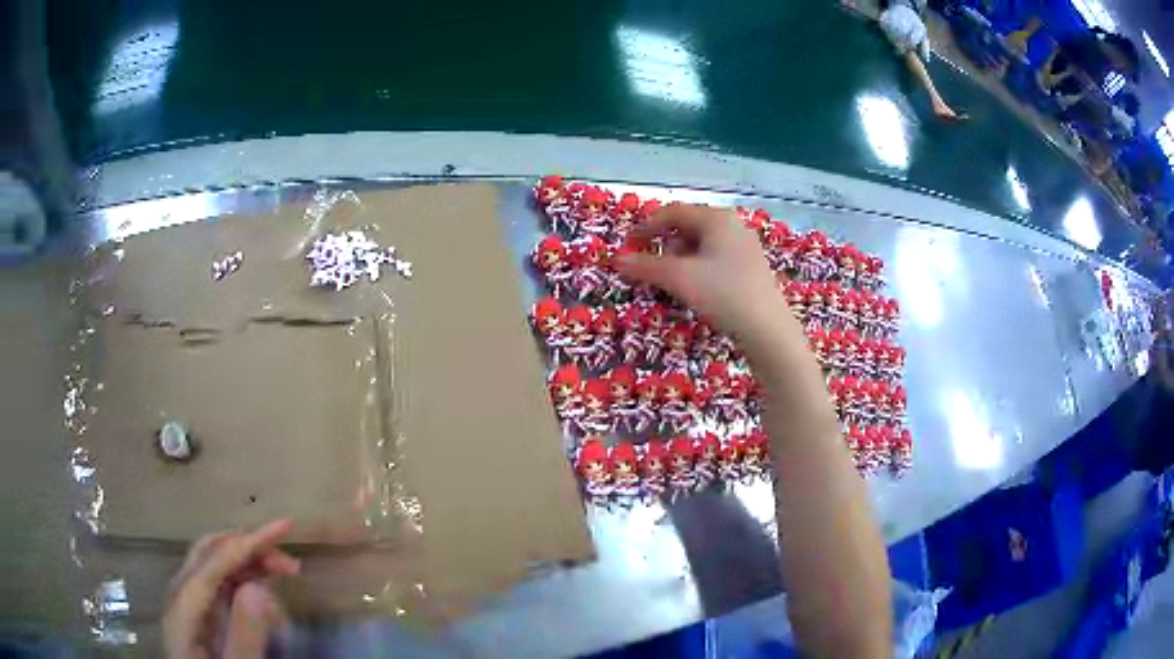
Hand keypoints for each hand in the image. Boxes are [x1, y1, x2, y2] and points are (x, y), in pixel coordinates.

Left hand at [163, 519, 299, 658]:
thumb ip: (243, 635)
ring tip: (283, 572)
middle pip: (210, 551)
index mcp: (183, 606)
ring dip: (248, 560)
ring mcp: (187, 602)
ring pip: (214, 562)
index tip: (286, 525)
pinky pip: (218, 581)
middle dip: (250, 546)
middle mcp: (180, 594)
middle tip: (290, 563)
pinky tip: (261, 586)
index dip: (250, 540)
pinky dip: (242, 575)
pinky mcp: (198, 613)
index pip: (215, 560)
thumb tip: (259, 588)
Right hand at [615, 204, 787, 348]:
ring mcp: (745, 247)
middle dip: (665, 246)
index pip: (673, 213)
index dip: (646, 227)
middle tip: (650, 268)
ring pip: (702, 246)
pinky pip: (716, 260)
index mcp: (717, 218)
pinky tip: (696, 291)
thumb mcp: (679, 278)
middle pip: (688, 228)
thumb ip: (645, 266)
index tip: (628, 245)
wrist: (768, 331)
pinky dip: (698, 270)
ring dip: (680, 261)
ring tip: (672, 283)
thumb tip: (617, 260)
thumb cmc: (723, 294)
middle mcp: (733, 226)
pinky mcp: (751, 269)